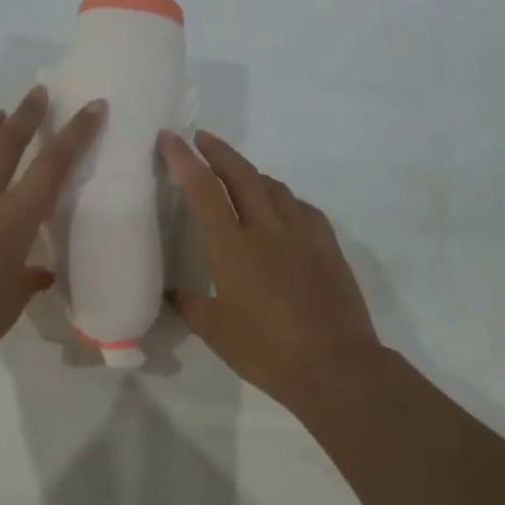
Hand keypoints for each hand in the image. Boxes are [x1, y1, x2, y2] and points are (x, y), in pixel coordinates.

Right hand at [161, 130, 380, 406]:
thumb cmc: (266, 351)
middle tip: (202, 139)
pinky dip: (285, 199)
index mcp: (232, 247)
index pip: (203, 190)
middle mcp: (267, 229)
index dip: (184, 160)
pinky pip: (303, 208)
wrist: (334, 365)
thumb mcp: (215, 331)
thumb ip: (190, 305)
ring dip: (252, 173)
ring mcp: (302, 234)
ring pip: (275, 187)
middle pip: (241, 175)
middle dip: (219, 152)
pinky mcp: (328, 246)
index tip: (170, 138)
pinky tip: (282, 208)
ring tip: (238, 174)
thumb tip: (173, 292)